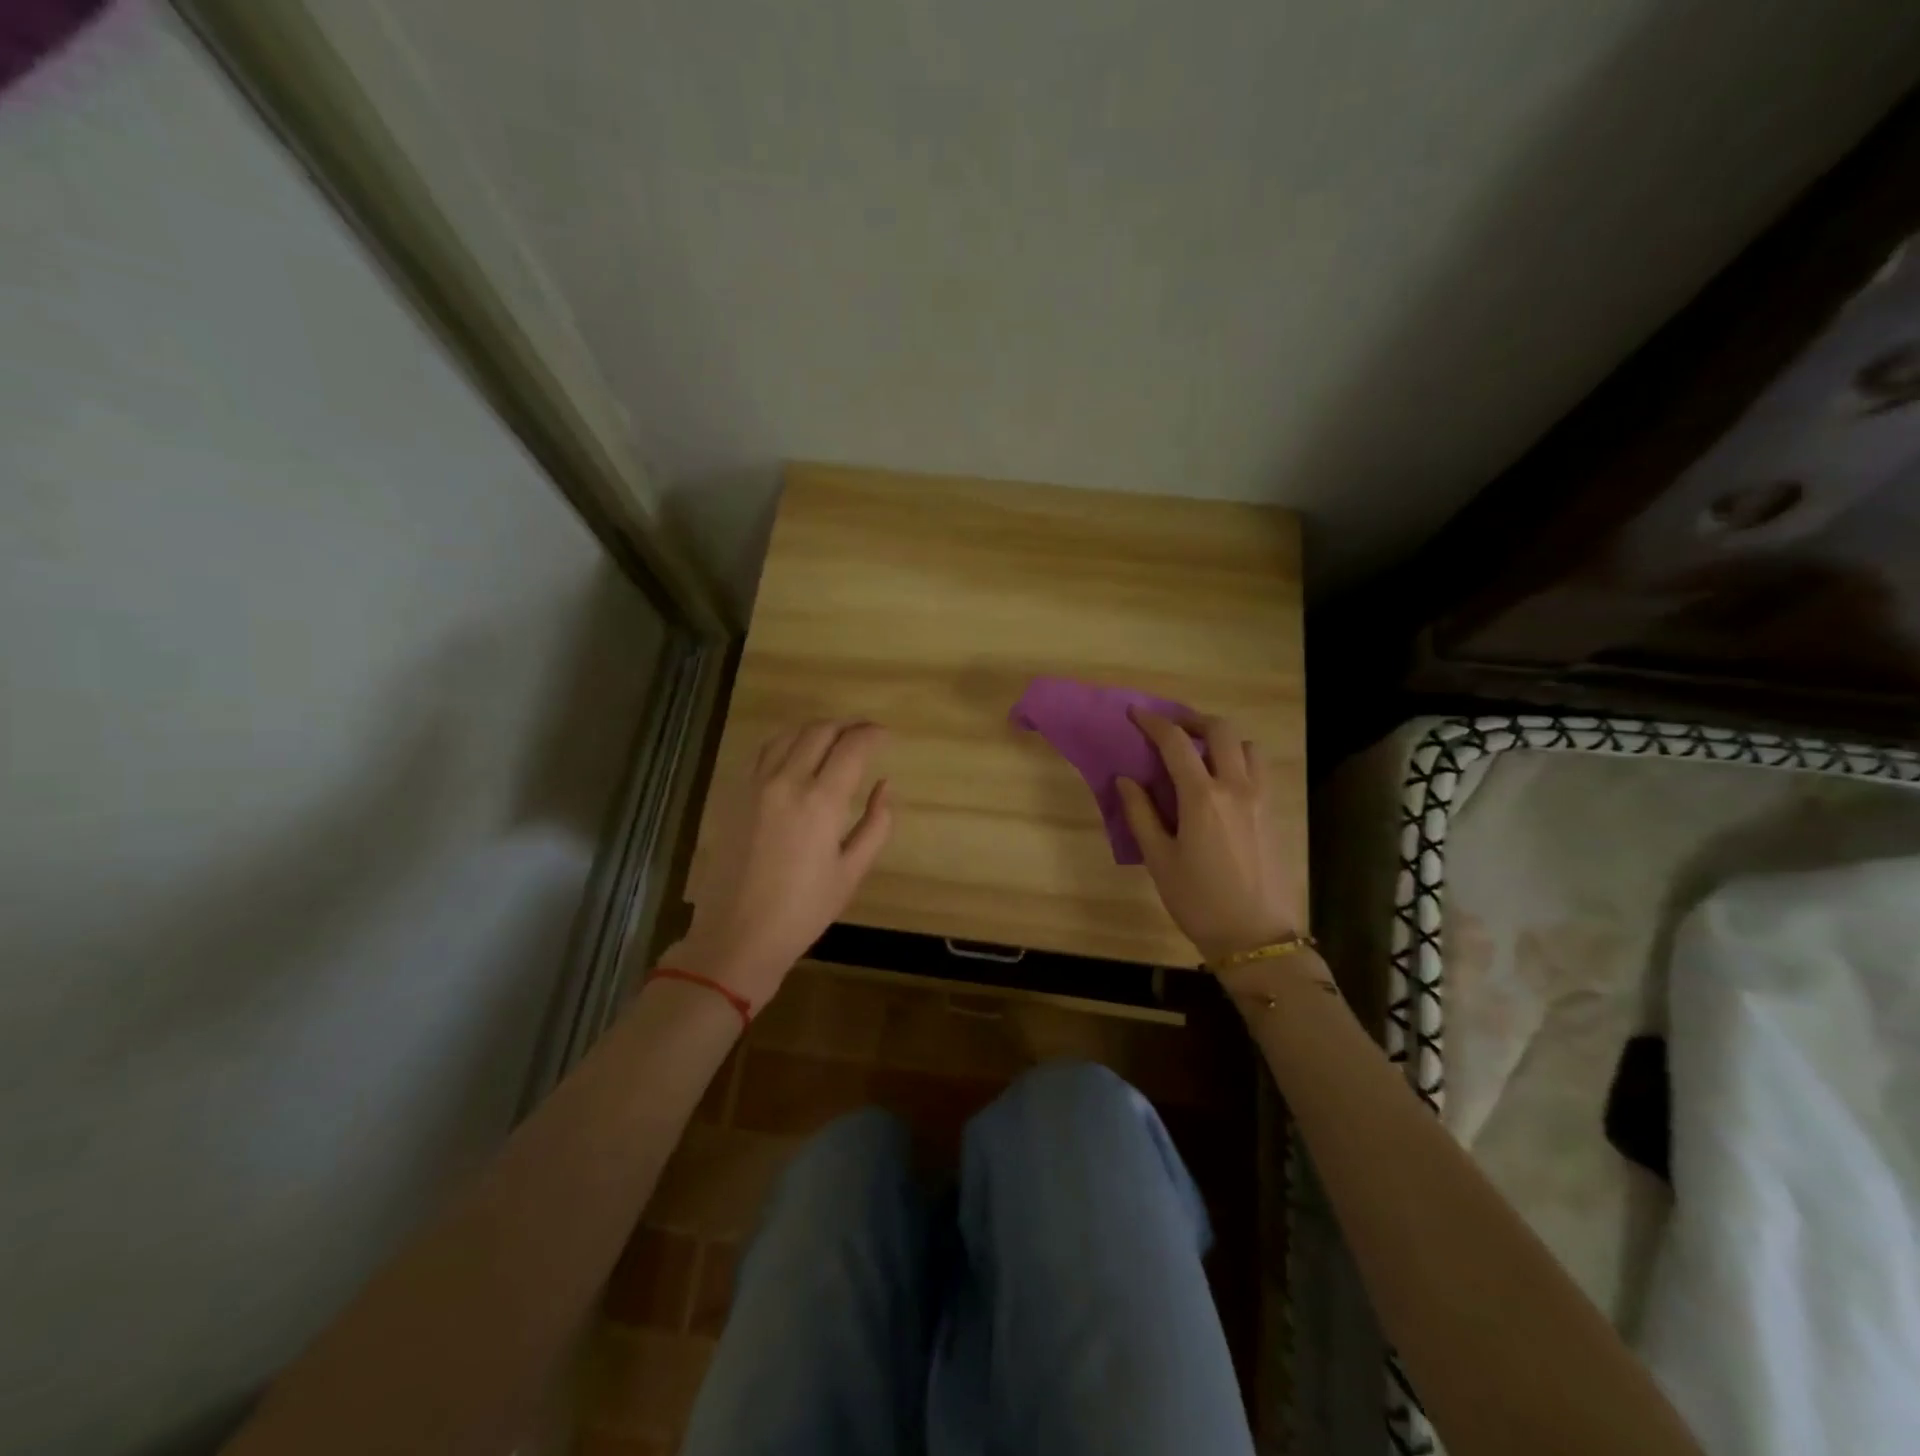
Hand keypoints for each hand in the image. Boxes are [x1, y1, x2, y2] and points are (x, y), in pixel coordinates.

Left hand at [663, 720, 892, 1010]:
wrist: (737, 935)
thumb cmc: (803, 911)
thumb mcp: (852, 872)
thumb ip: (876, 824)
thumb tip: (885, 785)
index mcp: (820, 802)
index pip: (851, 747)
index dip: (872, 734)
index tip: (885, 735)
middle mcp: (786, 782)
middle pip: (819, 732)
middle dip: (847, 726)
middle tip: (865, 733)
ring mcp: (755, 785)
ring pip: (789, 735)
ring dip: (816, 730)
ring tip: (834, 739)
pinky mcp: (735, 795)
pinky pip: (764, 753)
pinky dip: (788, 743)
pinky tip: (798, 755)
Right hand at [1117, 708, 1298, 966]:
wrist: (1257, 938)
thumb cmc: (1199, 901)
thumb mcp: (1159, 860)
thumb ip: (1141, 814)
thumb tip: (1126, 779)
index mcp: (1203, 797)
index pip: (1176, 743)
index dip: (1153, 722)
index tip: (1136, 714)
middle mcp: (1236, 787)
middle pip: (1220, 730)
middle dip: (1192, 720)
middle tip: (1170, 729)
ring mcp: (1261, 799)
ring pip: (1246, 746)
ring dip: (1221, 739)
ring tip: (1199, 754)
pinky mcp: (1274, 813)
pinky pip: (1258, 770)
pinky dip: (1237, 760)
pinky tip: (1220, 784)